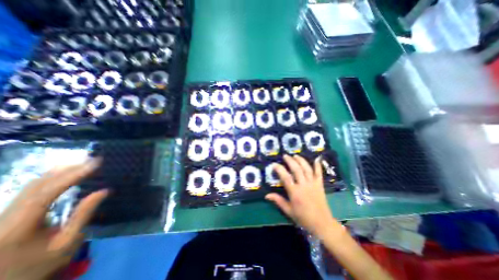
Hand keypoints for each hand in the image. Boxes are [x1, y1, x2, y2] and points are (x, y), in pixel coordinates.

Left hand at [0, 159, 107, 278]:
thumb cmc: (40, 265)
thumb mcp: (67, 243)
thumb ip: (84, 215)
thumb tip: (104, 191)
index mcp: (17, 228)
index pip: (47, 193)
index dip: (73, 176)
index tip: (95, 164)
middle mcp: (4, 217)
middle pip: (37, 185)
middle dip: (68, 170)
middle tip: (94, 160)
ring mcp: (3, 214)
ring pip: (31, 185)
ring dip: (60, 171)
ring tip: (84, 163)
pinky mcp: (8, 213)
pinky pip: (31, 189)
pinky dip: (52, 178)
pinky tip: (66, 173)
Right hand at [265, 154, 338, 236]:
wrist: (322, 224)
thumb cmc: (303, 218)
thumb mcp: (288, 211)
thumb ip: (278, 201)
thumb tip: (267, 195)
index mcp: (295, 192)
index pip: (285, 177)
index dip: (279, 169)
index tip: (274, 164)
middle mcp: (304, 185)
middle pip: (296, 169)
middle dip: (290, 161)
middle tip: (285, 156)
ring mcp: (313, 184)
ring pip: (307, 169)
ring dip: (301, 160)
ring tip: (295, 155)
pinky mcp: (320, 185)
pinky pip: (319, 173)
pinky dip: (318, 165)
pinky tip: (317, 158)